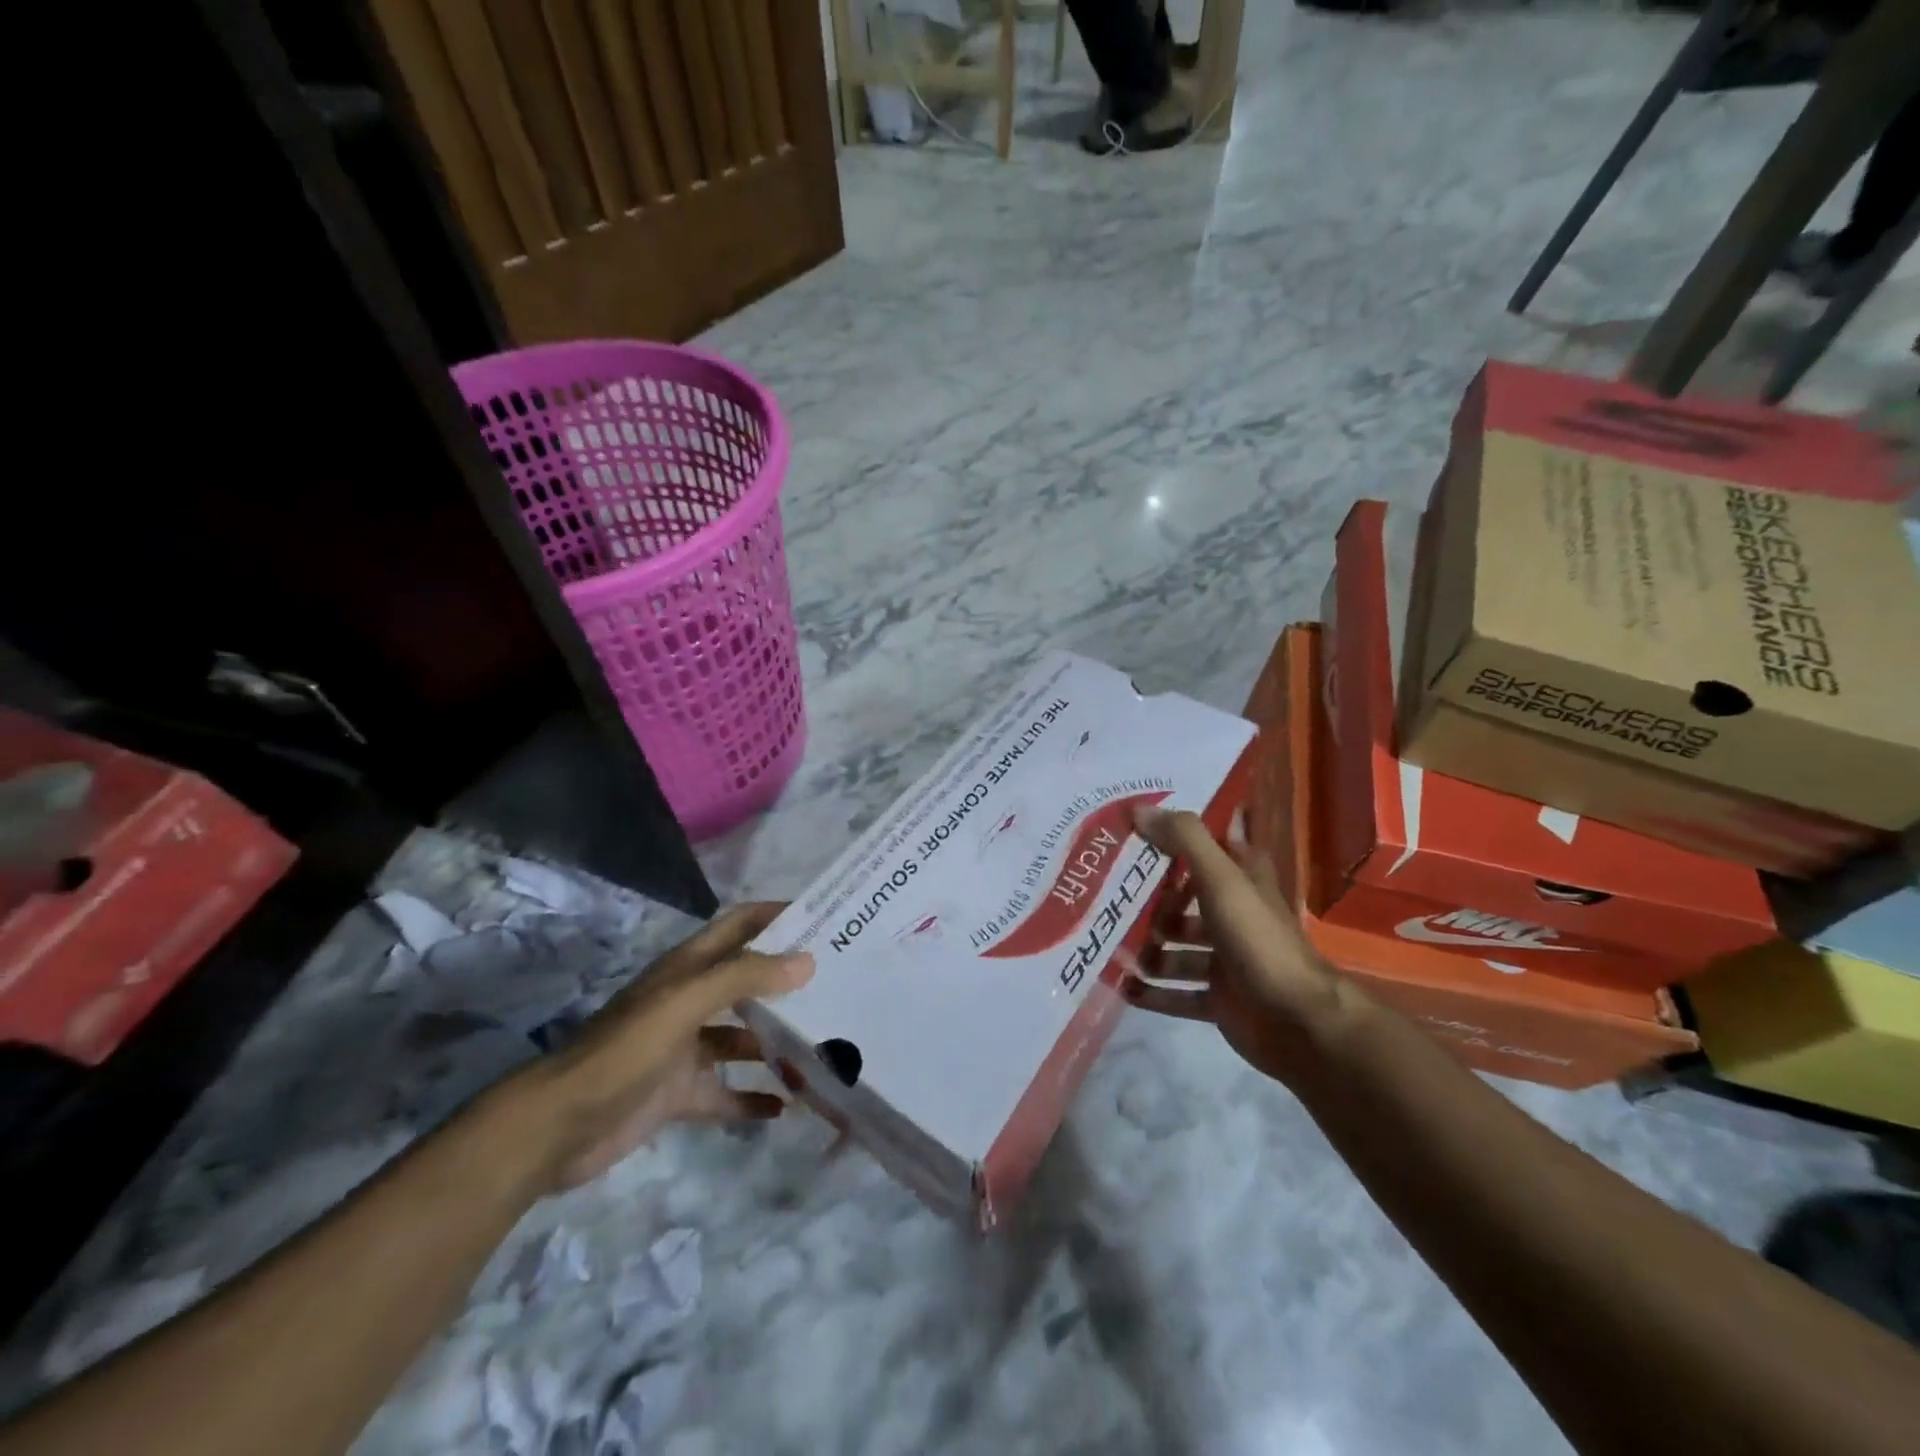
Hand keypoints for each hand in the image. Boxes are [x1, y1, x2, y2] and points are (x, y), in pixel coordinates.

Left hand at [504, 903, 813, 1191]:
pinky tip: (786, 1108)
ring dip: (776, 1044)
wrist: (557, 1127)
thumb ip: (745, 977)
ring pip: (742, 1039)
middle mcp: (690, 1000)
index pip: (740, 924)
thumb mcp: (686, 1002)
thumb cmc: (625, 1050)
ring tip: (824, 1050)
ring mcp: (684, 1048)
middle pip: (748, 981)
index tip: (824, 918)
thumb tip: (807, 961)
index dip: (777, 915)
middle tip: (840, 987)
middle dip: (788, 982)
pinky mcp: (677, 1093)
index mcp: (689, 968)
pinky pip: (725, 1093)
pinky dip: (753, 1099)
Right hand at [1122, 806, 1352, 1086]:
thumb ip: (1185, 840)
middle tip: (1107, 895)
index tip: (1136, 831)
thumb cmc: (1258, 939)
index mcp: (1242, 881)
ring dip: (1147, 950)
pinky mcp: (1219, 1000)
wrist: (1298, 1021)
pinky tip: (1120, 986)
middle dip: (1150, 902)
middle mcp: (1234, 917)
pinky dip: (1151, 992)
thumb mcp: (1221, 879)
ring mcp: (1226, 962)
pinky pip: (1177, 993)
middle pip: (1185, 901)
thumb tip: (1138, 808)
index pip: (1209, 847)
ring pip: (1177, 950)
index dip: (1178, 837)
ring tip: (1108, 945)